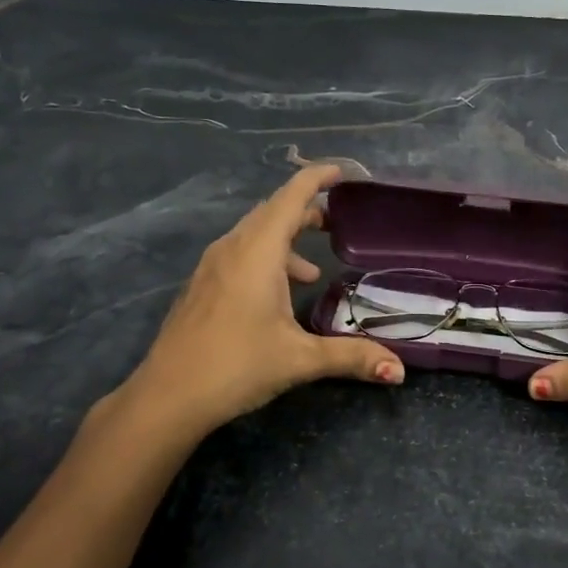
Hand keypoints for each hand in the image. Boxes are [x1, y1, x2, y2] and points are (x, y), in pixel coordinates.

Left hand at [122, 164, 403, 434]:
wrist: (168, 396)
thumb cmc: (236, 366)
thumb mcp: (300, 359)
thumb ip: (352, 357)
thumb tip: (399, 371)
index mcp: (257, 252)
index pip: (290, 198)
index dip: (316, 179)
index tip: (342, 172)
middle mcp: (231, 249)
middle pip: (271, 213)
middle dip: (305, 211)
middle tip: (336, 223)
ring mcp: (211, 267)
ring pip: (253, 236)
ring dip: (285, 242)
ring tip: (313, 271)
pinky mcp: (201, 287)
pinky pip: (239, 256)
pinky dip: (266, 260)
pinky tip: (277, 296)